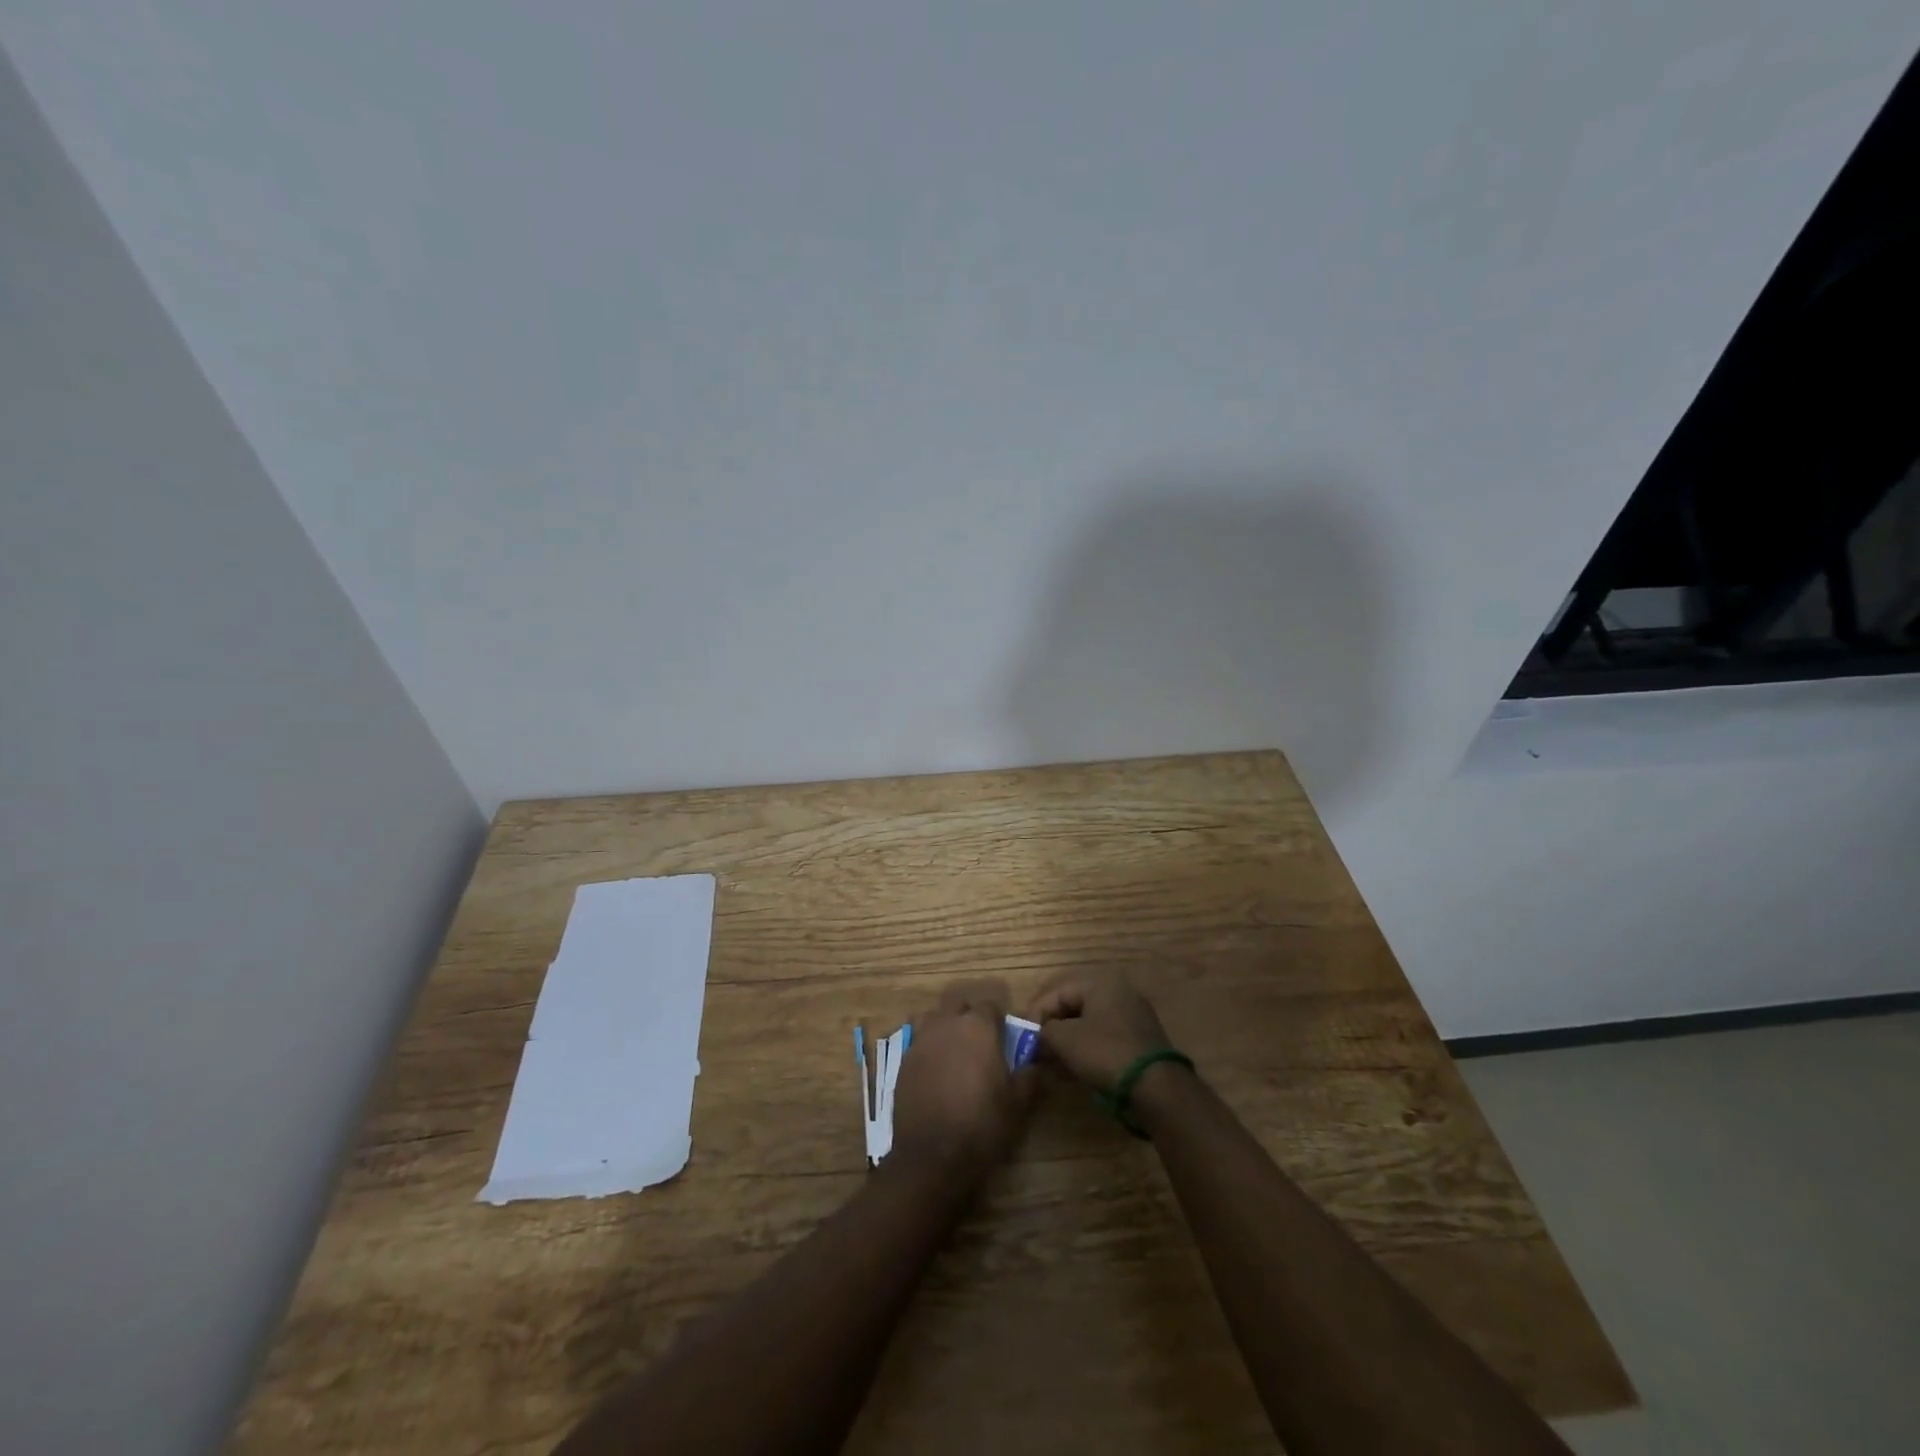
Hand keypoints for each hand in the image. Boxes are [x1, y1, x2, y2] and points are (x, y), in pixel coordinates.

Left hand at [891, 981, 1034, 1183]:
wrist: (932, 1156)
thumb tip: (1034, 1062)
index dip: (998, 1020)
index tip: (1003, 1038)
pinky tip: (933, 1071)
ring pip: (933, 1017)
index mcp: (978, 1026)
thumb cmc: (981, 1125)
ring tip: (952, 1051)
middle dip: (968, 1017)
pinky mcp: (903, 1060)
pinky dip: (927, 1048)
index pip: (990, 1005)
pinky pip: (917, 1041)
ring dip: (943, 1027)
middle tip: (978, 1044)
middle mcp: (947, 1023)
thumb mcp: (1017, 1103)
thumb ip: (1028, 1075)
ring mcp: (921, 1039)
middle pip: (958, 1005)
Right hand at [1026, 971, 1173, 1094]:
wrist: (1156, 1089)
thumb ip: (1044, 1032)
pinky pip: (1101, 1039)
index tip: (1022, 1038)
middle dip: (1049, 1029)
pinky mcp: (1137, 1041)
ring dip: (1064, 1043)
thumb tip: (1036, 1037)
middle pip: (1071, 1006)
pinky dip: (1083, 1051)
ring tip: (1049, 1064)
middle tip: (1034, 1051)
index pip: (1056, 992)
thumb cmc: (1106, 1053)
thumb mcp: (1065, 1040)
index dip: (1034, 1014)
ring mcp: (1130, 1016)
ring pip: (1086, 1024)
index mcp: (1100, 983)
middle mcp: (1117, 992)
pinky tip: (1070, 1070)